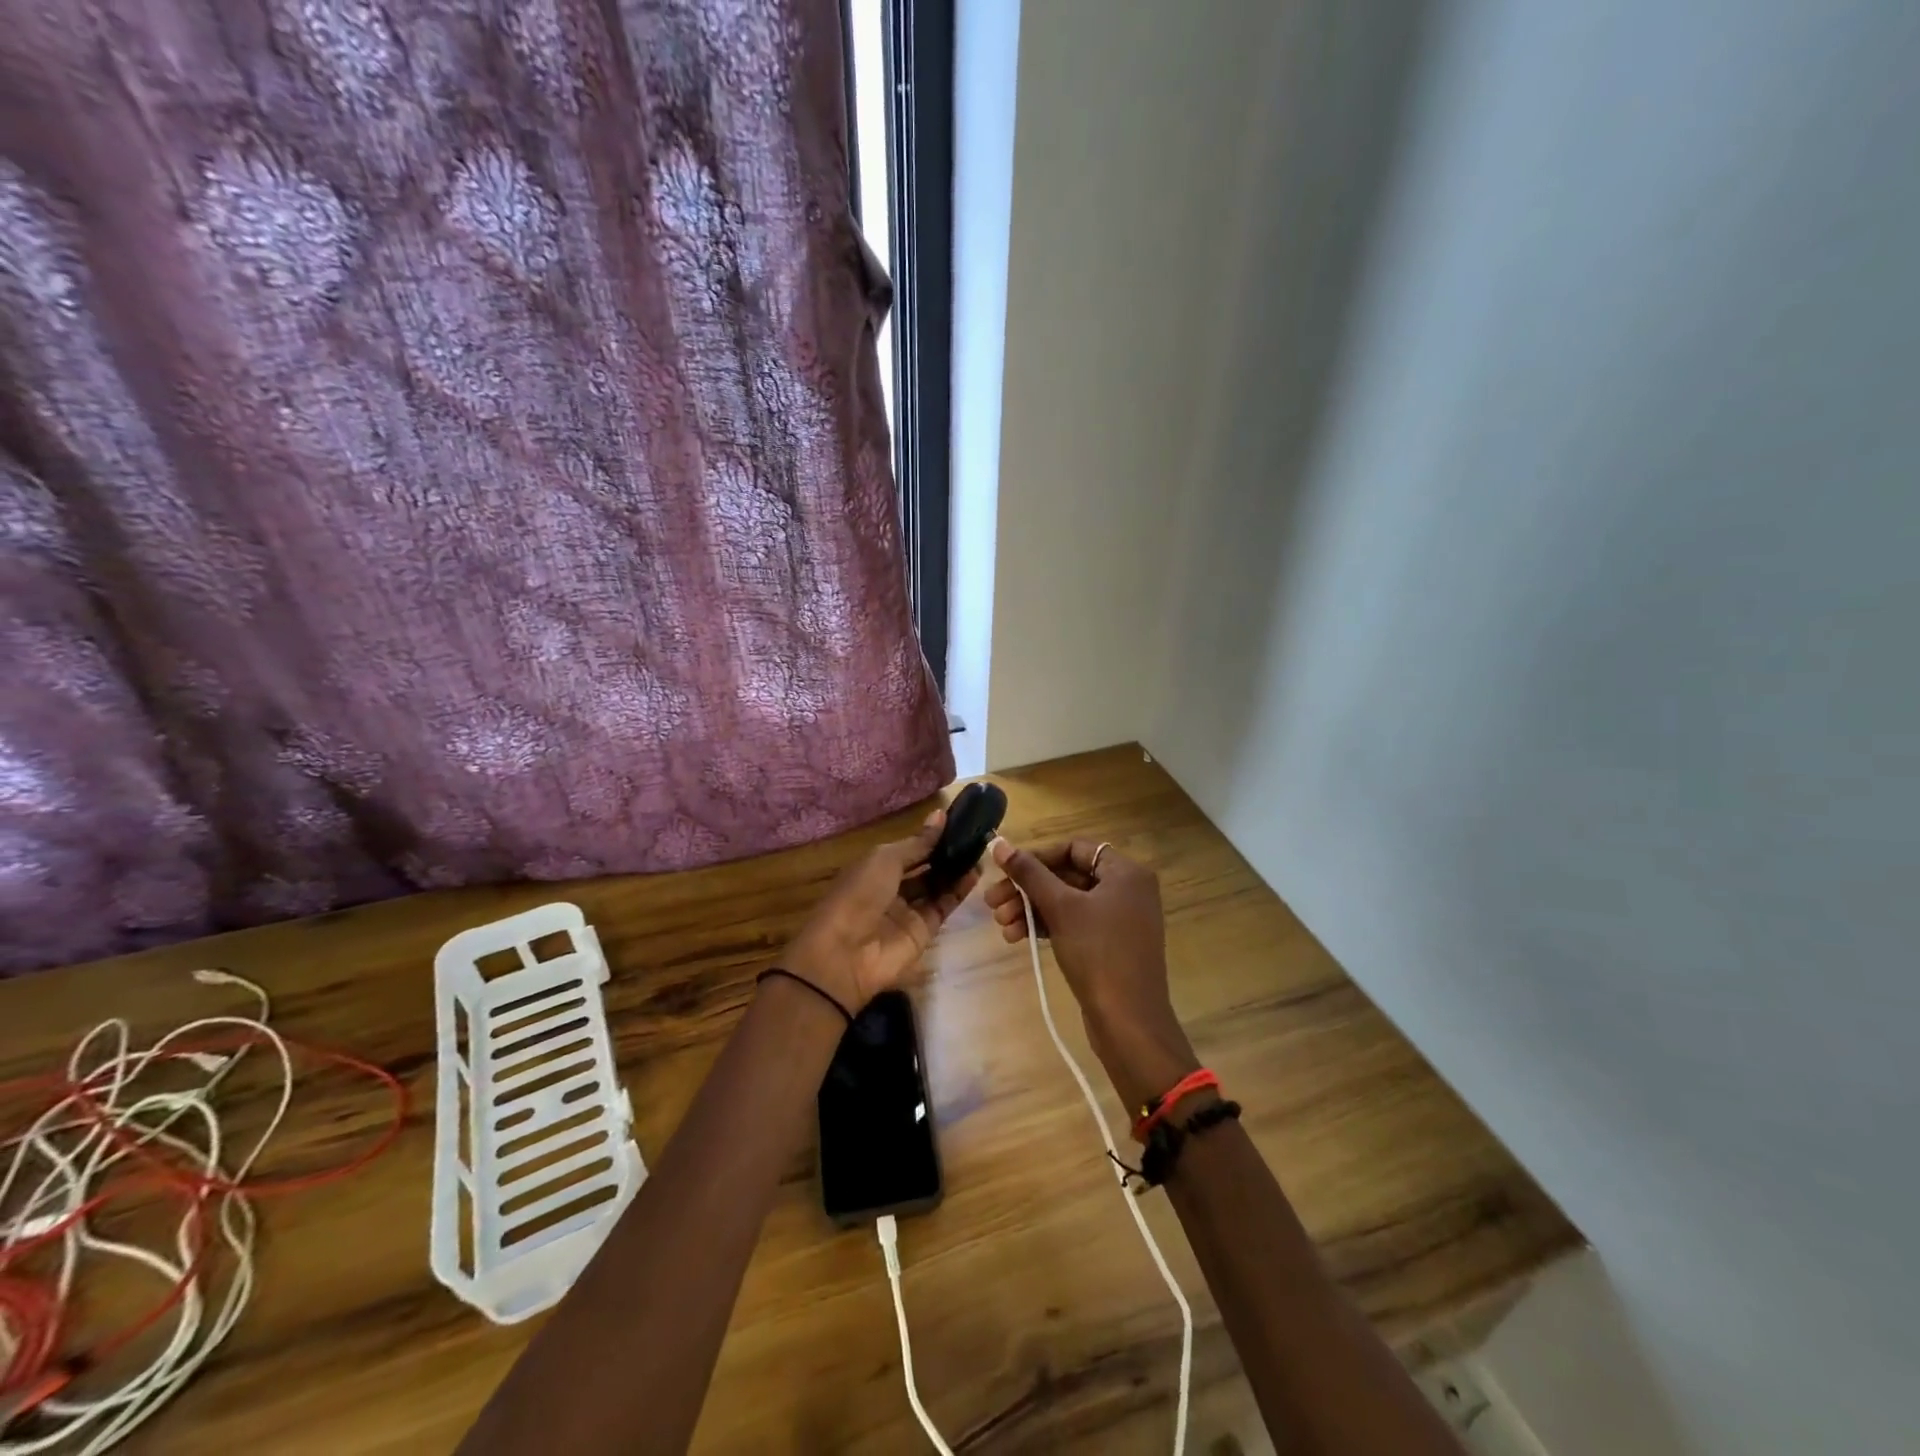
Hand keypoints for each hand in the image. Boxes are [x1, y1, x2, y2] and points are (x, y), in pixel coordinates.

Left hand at [780, 810, 981, 1013]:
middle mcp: (892, 887)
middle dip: (947, 853)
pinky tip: (976, 873)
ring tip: (981, 851)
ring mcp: (908, 910)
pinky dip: (959, 890)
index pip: (909, 849)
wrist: (846, 954)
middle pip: (924, 868)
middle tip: (976, 836)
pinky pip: (944, 906)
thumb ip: (917, 843)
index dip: (931, 837)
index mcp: (875, 867)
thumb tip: (941, 816)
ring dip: (956, 870)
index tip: (959, 821)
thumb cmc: (859, 894)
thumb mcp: (885, 860)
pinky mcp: (924, 931)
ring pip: (937, 886)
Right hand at [985, 839, 1199, 1113]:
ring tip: (1000, 925)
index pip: (1074, 849)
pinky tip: (1016, 937)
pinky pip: (1074, 923)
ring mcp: (1120, 919)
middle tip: (992, 903)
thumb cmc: (1098, 954)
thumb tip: (998, 842)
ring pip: (1066, 902)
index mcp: (1126, 872)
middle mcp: (1127, 889)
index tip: (1005, 871)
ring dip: (1031, 909)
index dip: (1037, 857)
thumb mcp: (1061, 908)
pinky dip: (1046, 926)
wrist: (1129, 1022)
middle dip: (1027, 889)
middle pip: (1067, 876)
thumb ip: (1029, 873)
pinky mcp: (1110, 944)